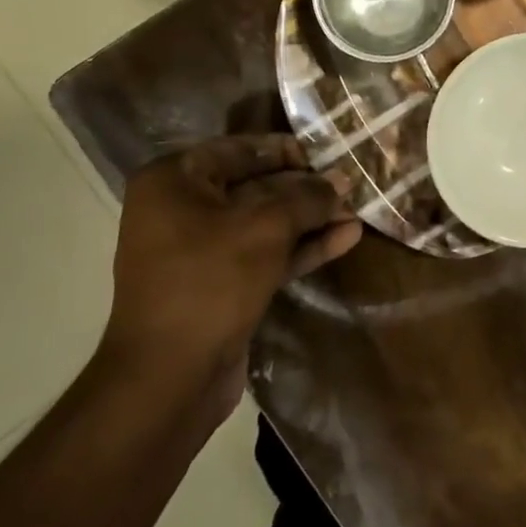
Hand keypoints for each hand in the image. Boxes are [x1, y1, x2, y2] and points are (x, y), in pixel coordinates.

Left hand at [99, 135, 360, 399]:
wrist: (169, 377)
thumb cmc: (210, 281)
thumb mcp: (266, 228)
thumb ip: (307, 198)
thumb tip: (342, 180)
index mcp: (174, 181)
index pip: (238, 149)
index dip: (285, 150)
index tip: (327, 154)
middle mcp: (182, 209)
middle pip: (255, 186)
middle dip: (305, 189)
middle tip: (351, 184)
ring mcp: (200, 251)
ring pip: (264, 224)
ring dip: (310, 219)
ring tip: (357, 212)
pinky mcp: (221, 285)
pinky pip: (265, 254)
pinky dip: (302, 248)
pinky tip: (346, 239)